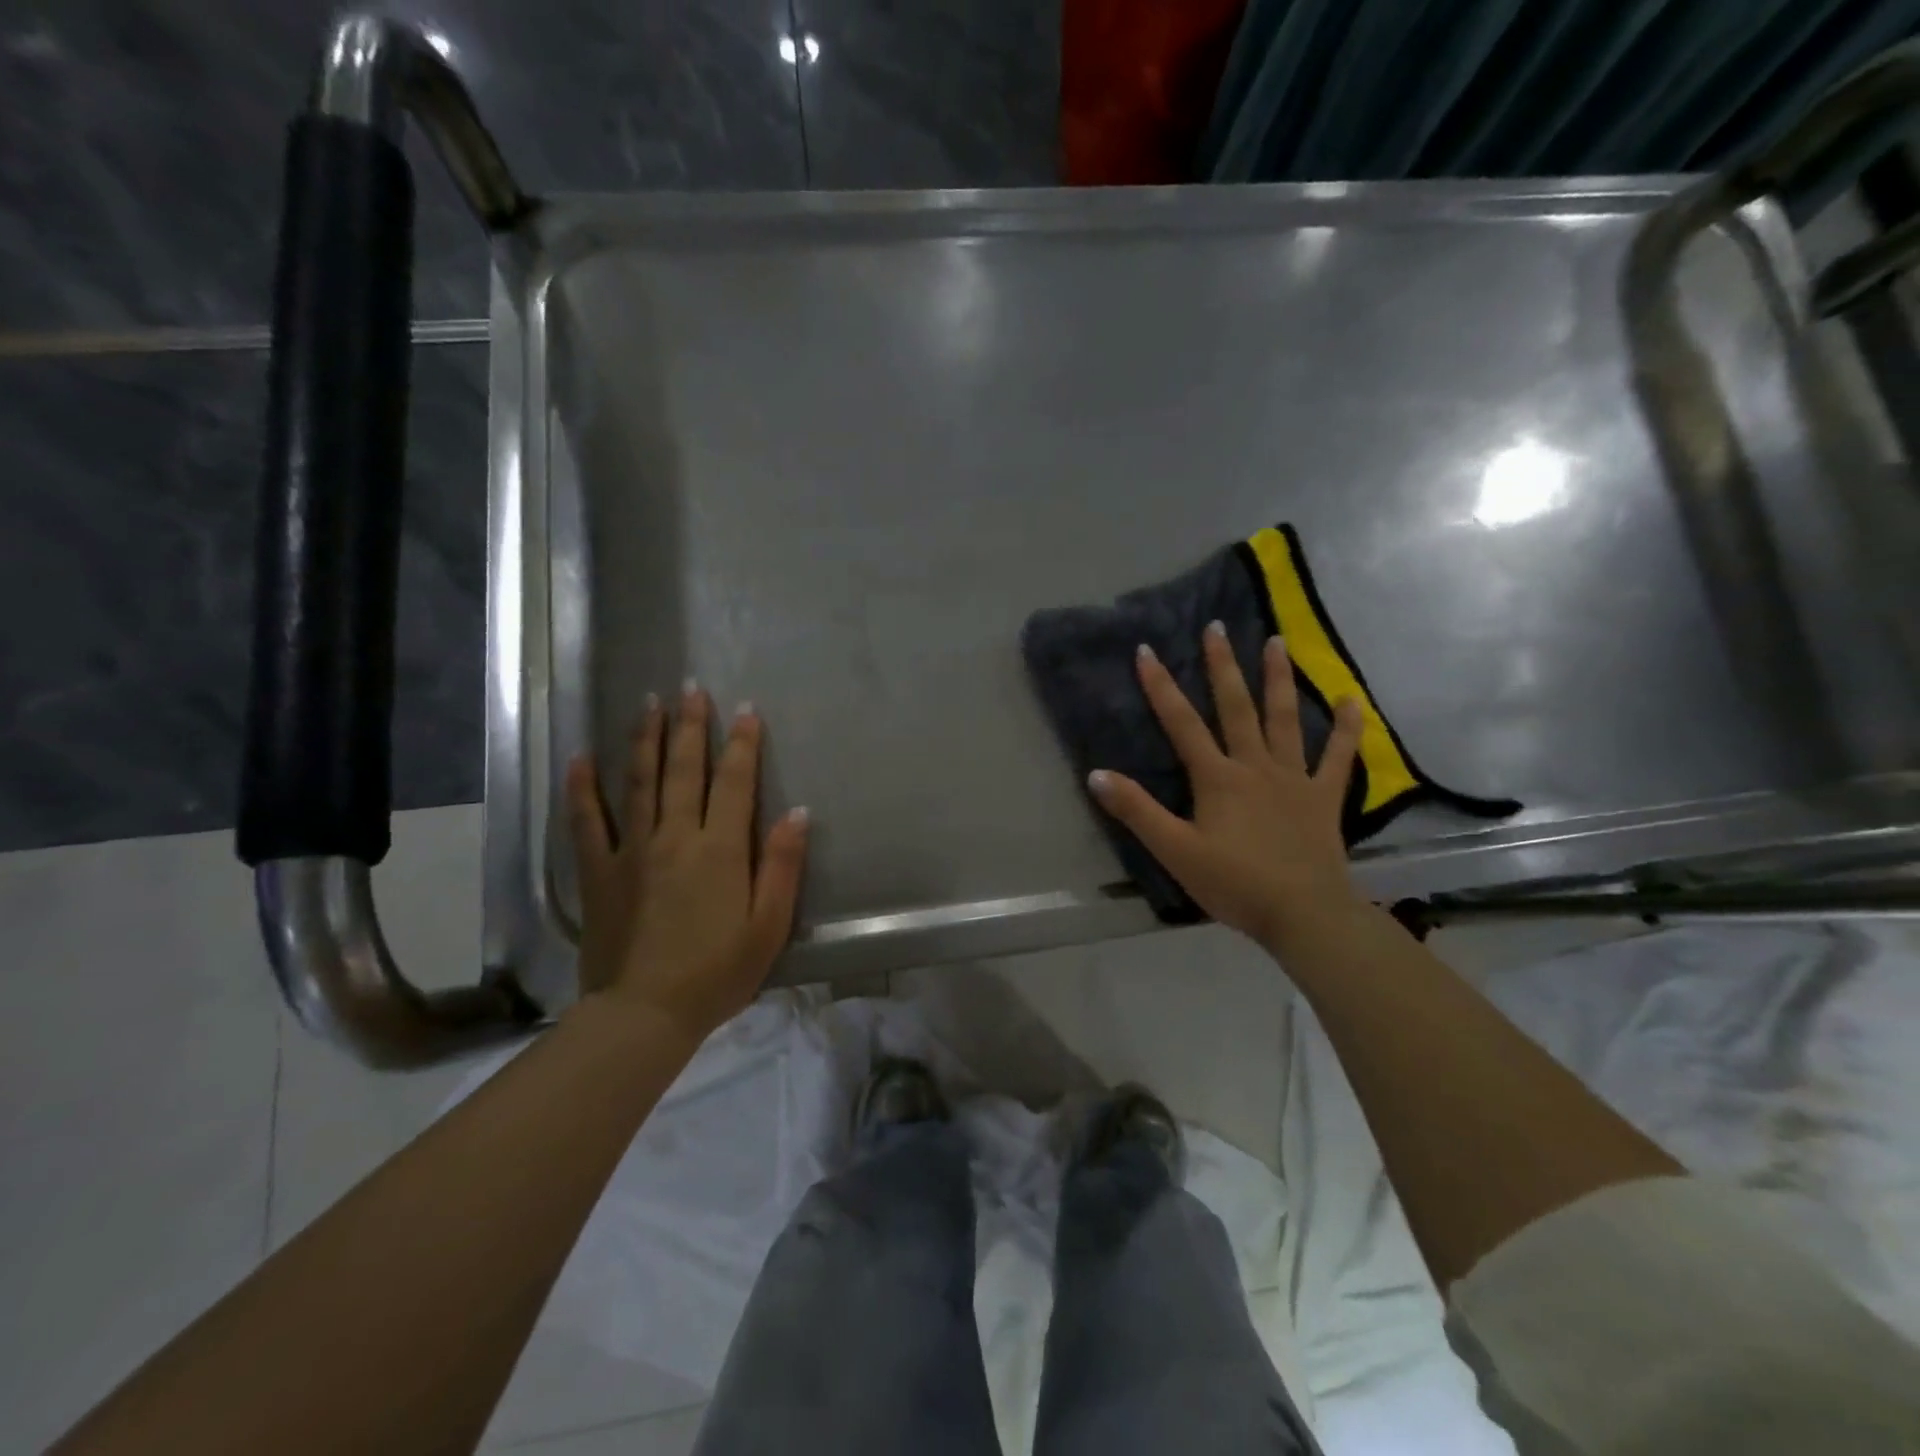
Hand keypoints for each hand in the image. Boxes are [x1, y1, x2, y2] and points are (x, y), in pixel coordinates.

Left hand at [566, 686, 809, 1042]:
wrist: (644, 1014)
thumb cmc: (718, 973)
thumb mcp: (769, 925)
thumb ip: (783, 866)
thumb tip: (797, 812)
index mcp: (720, 849)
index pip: (735, 783)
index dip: (743, 744)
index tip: (746, 710)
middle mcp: (675, 837)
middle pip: (684, 770)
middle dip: (690, 726)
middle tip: (691, 688)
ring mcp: (632, 851)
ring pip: (639, 782)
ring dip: (645, 739)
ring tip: (649, 704)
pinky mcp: (599, 872)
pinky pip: (588, 822)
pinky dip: (583, 789)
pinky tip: (580, 759)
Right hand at [1088, 623, 1364, 950]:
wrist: (1303, 913)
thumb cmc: (1234, 883)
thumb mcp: (1174, 851)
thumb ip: (1136, 811)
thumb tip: (1097, 774)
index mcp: (1217, 778)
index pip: (1182, 724)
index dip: (1161, 687)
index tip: (1147, 650)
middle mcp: (1255, 765)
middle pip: (1236, 707)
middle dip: (1222, 666)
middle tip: (1217, 626)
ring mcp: (1294, 778)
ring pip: (1284, 719)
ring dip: (1279, 679)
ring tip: (1277, 641)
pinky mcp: (1323, 797)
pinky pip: (1338, 756)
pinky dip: (1346, 728)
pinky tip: (1350, 699)